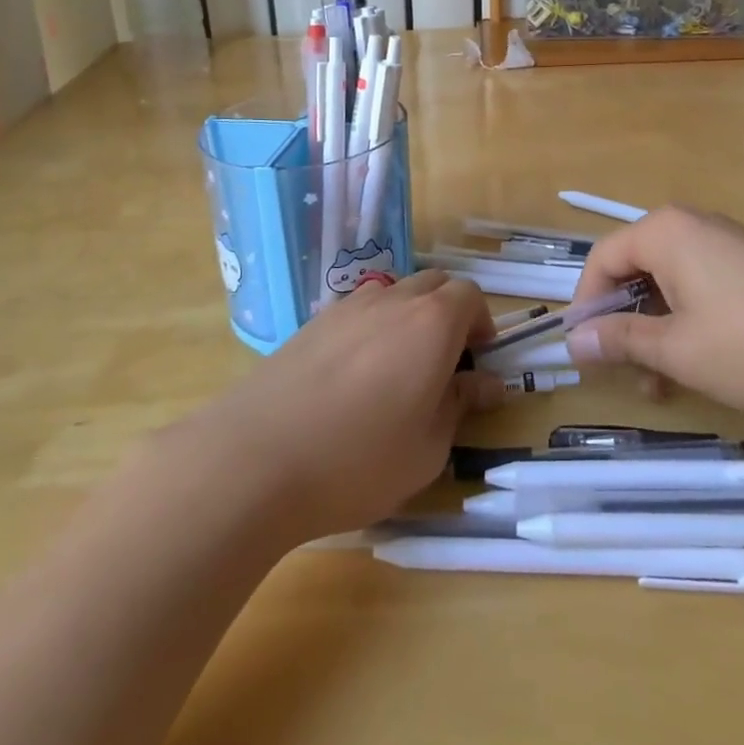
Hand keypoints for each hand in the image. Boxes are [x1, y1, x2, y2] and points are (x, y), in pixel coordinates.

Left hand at [199, 271, 503, 543]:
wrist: (255, 458)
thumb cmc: (359, 460)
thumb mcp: (428, 447)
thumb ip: (461, 404)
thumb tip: (488, 383)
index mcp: (432, 322)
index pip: (470, 295)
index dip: (482, 323)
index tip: (479, 360)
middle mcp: (392, 300)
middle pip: (434, 284)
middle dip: (449, 314)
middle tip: (445, 363)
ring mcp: (347, 307)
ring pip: (394, 294)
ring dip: (409, 318)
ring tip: (398, 370)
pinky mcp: (311, 323)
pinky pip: (358, 311)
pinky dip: (372, 329)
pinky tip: (354, 377)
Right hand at [565, 206, 743, 412]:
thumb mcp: (679, 350)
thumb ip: (621, 341)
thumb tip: (574, 340)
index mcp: (664, 232)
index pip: (601, 260)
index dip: (585, 305)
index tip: (584, 351)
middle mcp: (691, 226)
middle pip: (635, 270)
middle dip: (626, 325)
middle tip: (631, 376)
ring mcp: (727, 242)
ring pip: (669, 284)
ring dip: (658, 331)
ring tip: (668, 383)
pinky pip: (701, 286)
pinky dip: (689, 323)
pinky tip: (705, 364)